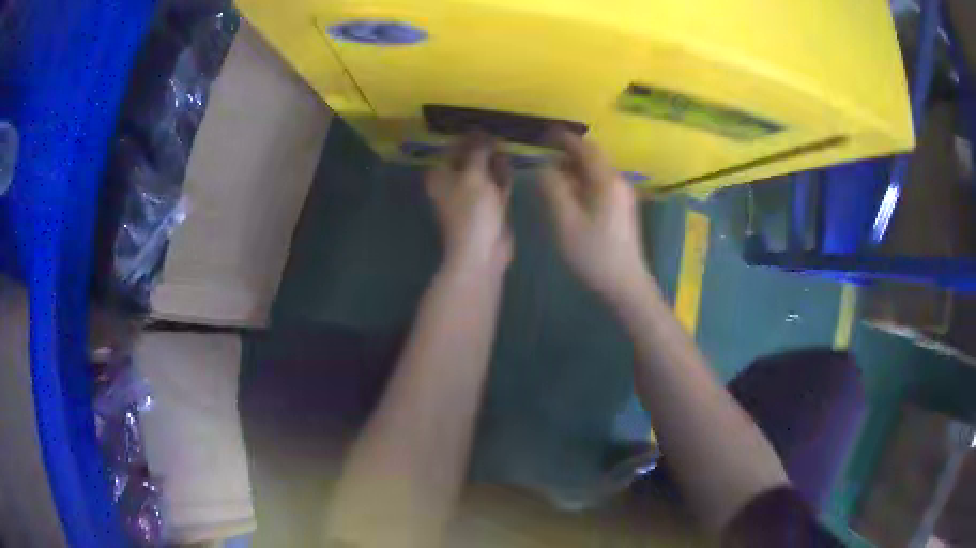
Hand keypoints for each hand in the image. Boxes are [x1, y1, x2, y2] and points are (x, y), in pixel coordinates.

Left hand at [426, 135, 513, 276]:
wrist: (483, 251)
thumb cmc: (472, 210)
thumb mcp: (474, 174)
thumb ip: (478, 151)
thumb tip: (482, 133)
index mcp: (441, 175)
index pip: (453, 147)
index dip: (468, 136)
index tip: (485, 124)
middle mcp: (454, 182)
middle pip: (469, 158)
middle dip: (483, 146)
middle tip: (498, 132)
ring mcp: (473, 195)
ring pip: (484, 170)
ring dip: (494, 159)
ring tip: (506, 142)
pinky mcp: (490, 205)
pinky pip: (496, 184)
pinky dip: (502, 174)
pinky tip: (510, 161)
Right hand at [539, 130, 652, 304]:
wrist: (626, 285)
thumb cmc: (594, 254)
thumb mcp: (566, 222)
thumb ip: (553, 189)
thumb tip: (544, 167)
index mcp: (606, 182)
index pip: (585, 148)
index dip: (564, 139)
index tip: (544, 135)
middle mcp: (618, 183)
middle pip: (592, 159)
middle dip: (568, 154)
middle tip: (543, 157)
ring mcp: (623, 197)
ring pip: (596, 173)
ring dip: (574, 170)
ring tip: (552, 177)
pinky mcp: (622, 211)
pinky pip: (600, 186)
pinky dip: (582, 183)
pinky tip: (569, 197)